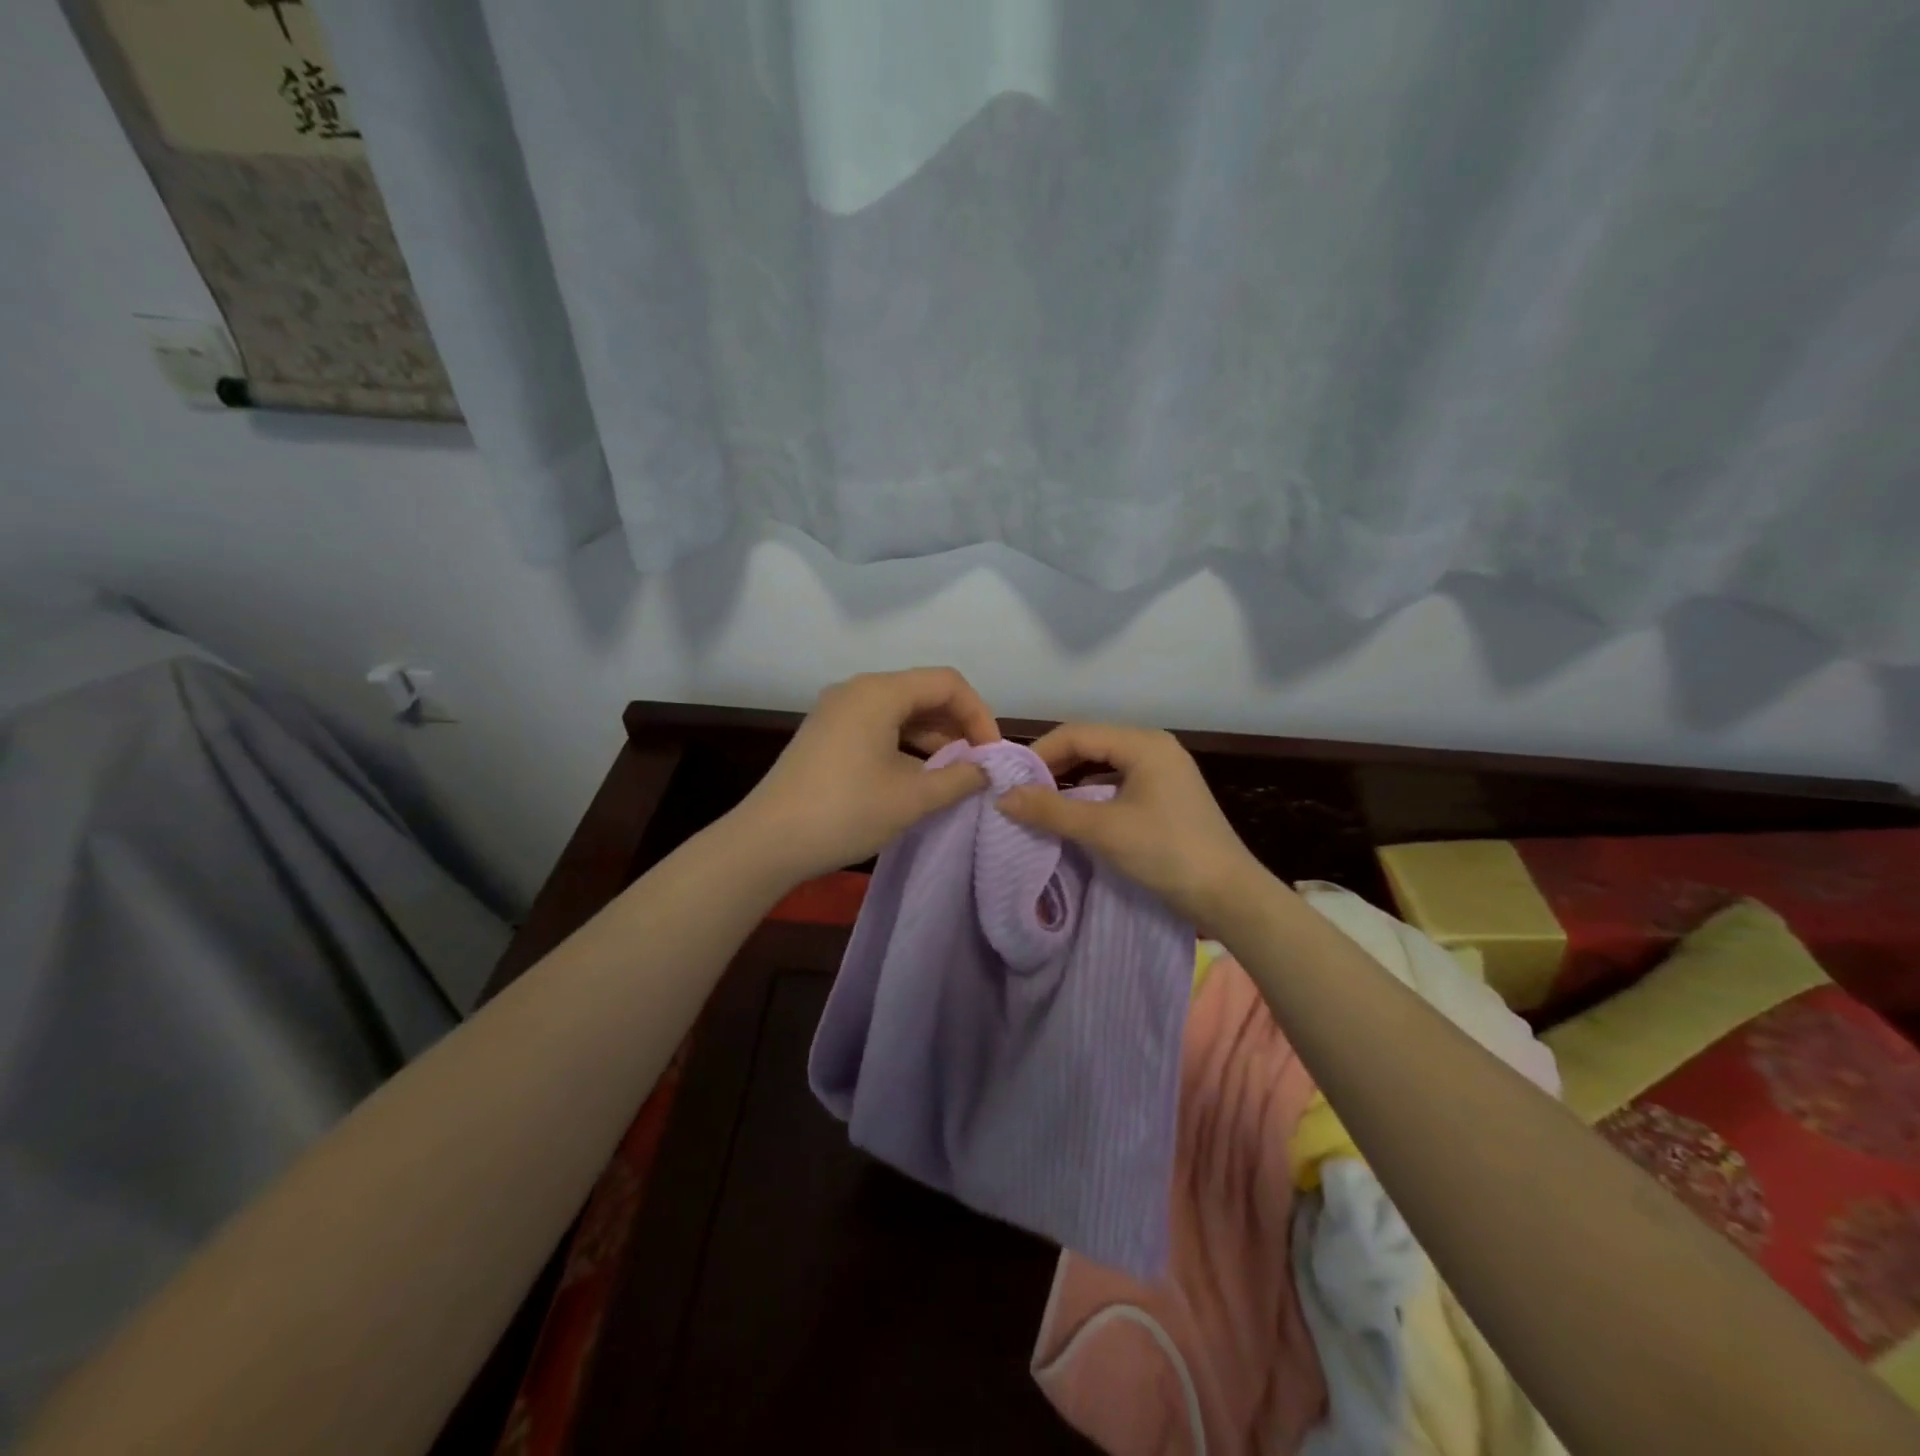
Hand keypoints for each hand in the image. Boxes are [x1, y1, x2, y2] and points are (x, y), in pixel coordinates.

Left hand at [737, 668, 1000, 881]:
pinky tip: (918, 774)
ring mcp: (837, 710)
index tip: (991, 755)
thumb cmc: (845, 812)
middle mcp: (857, 690)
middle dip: (958, 725)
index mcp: (879, 692)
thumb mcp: (912, 798)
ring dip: (933, 736)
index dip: (979, 715)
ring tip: (954, 772)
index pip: (948, 683)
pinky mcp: (826, 733)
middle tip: (978, 764)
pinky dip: (905, 743)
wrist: (767, 842)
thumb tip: (986, 770)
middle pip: (923, 692)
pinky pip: (878, 725)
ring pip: (900, 710)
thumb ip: (959, 778)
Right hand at [996, 723, 1264, 925]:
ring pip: (1104, 766)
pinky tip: (1077, 815)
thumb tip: (1002, 797)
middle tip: (1021, 792)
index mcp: (1143, 743)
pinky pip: (1119, 783)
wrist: (1229, 896)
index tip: (1010, 780)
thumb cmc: (1166, 853)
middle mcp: (1154, 748)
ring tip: (1041, 803)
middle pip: (1091, 745)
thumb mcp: (1103, 830)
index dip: (1039, 753)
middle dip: (1054, 766)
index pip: (1076, 733)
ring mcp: (1164, 772)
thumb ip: (1050, 810)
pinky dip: (1093, 795)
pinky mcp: (1167, 796)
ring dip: (1071, 781)